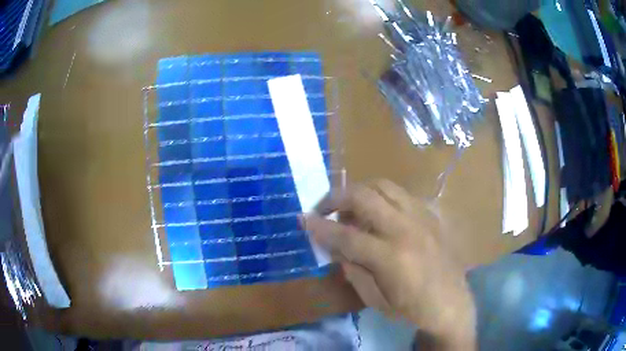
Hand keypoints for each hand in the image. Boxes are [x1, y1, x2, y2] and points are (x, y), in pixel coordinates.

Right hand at [302, 180, 475, 349]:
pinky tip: (379, 212)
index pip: (345, 235)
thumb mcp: (374, 298)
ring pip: (384, 186)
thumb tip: (335, 247)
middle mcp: (406, 229)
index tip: (302, 219)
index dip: (319, 227)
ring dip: (360, 191)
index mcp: (391, 257)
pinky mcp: (432, 215)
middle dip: (336, 197)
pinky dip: (383, 198)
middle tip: (323, 207)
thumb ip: (352, 269)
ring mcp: (422, 217)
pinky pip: (402, 194)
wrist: (451, 304)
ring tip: (350, 206)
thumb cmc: (411, 309)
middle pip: (364, 197)